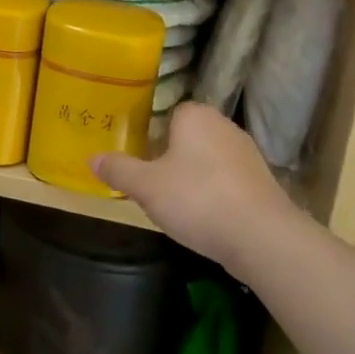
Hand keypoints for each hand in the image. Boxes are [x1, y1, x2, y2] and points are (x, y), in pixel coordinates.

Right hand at [91, 103, 294, 275]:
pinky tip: (205, 217)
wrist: (262, 238)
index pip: (167, 115)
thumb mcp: (146, 187)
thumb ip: (118, 170)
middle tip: (152, 184)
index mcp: (194, 115)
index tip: (140, 160)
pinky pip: (227, 180)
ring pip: (208, 159)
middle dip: (171, 157)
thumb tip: (91, 158)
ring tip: (177, 204)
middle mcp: (223, 125)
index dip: (151, 136)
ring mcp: (247, 153)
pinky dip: (215, 193)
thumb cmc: (197, 199)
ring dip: (194, 177)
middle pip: (187, 137)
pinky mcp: (263, 181)